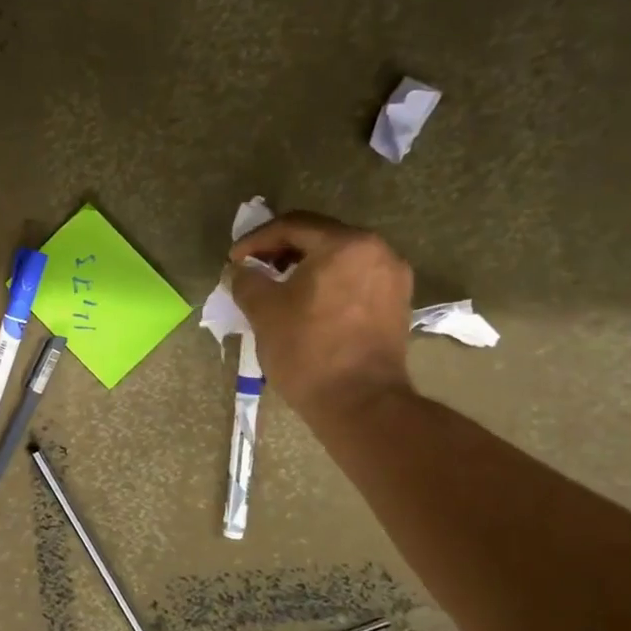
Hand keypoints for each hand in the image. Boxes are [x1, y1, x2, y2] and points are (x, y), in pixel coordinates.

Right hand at [229, 213, 413, 413]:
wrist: (360, 404)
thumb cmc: (308, 349)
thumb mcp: (263, 310)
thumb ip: (247, 280)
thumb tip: (240, 271)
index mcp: (346, 244)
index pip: (292, 226)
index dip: (256, 240)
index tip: (234, 261)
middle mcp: (378, 251)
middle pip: (320, 238)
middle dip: (281, 251)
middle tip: (253, 269)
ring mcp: (393, 279)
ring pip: (339, 259)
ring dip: (304, 267)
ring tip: (276, 287)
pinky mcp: (396, 305)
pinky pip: (354, 280)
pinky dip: (327, 284)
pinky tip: (306, 304)